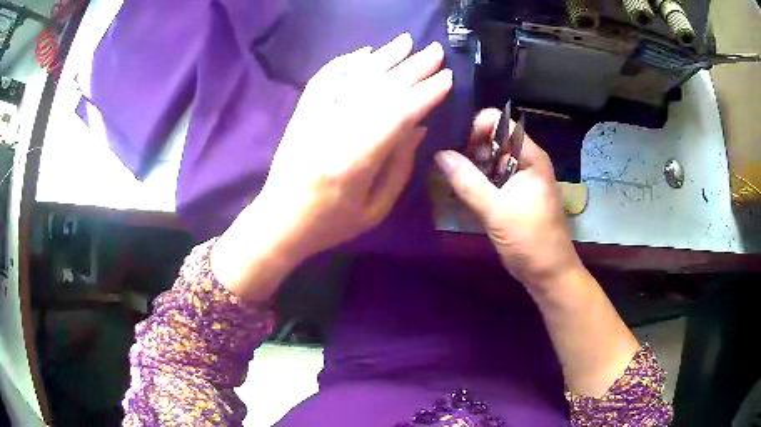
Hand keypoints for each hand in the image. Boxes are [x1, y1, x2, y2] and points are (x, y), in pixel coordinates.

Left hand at [213, 34, 452, 299]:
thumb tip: (419, 126)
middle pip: (378, 90)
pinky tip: (363, 52)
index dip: (425, 94)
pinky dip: (344, 63)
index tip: (446, 78)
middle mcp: (334, 132)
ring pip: (353, 78)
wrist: (279, 221)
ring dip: (382, 57)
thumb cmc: (330, 224)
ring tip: (406, 41)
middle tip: (435, 51)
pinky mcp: (301, 114)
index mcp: (356, 162)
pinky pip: (323, 80)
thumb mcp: (374, 210)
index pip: (398, 116)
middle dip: (411, 68)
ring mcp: (313, 119)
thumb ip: (399, 167)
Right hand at [435, 109, 582, 289]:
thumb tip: (440, 154)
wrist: (548, 274)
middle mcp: (525, 161)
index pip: (500, 123)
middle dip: (468, 149)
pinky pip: (490, 178)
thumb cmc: (530, 241)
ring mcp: (519, 178)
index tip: (457, 148)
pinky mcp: (512, 194)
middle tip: (446, 166)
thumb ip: (468, 182)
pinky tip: (459, 192)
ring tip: (448, 179)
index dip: (476, 129)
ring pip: (489, 159)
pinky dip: (475, 182)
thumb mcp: (497, 212)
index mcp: (530, 157)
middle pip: (492, 139)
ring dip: (469, 167)